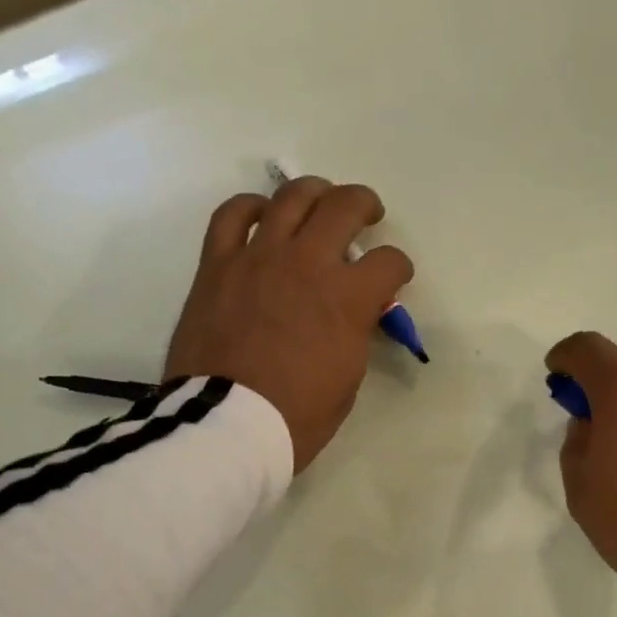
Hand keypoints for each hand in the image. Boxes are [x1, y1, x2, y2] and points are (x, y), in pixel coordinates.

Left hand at [165, 177, 413, 472]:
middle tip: (368, 214)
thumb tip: (353, 315)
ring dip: (314, 192)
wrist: (228, 424)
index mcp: (347, 299)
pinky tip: (261, 213)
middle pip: (344, 207)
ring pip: (291, 197)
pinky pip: (232, 215)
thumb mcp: (347, 381)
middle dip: (364, 206)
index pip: (389, 263)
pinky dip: (250, 207)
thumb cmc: (297, 417)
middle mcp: (307, 263)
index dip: (398, 268)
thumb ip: (355, 336)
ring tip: (320, 200)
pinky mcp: (217, 264)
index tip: (395, 277)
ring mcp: (259, 257)